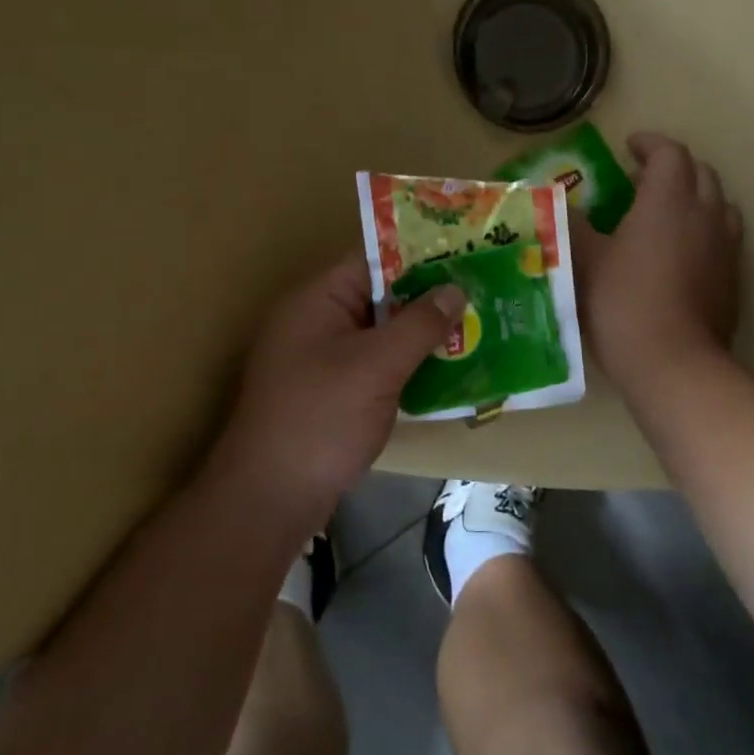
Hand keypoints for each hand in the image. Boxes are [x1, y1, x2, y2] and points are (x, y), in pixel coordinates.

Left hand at [212, 254, 466, 522]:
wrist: (271, 497)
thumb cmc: (322, 418)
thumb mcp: (377, 366)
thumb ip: (419, 324)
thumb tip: (455, 288)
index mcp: (318, 299)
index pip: (373, 260)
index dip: (420, 256)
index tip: (466, 257)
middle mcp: (317, 320)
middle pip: (379, 296)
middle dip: (428, 298)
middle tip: (481, 295)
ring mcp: (321, 359)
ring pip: (381, 334)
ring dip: (421, 335)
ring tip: (475, 329)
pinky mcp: (331, 392)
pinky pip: (375, 365)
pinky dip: (406, 365)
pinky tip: (446, 372)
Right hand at [573, 132, 741, 392]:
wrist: (673, 362)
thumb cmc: (622, 302)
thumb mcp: (584, 260)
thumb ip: (572, 225)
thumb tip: (559, 203)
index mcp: (668, 199)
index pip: (669, 152)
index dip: (649, 144)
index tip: (628, 146)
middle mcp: (705, 213)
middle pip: (700, 172)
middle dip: (672, 166)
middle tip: (641, 179)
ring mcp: (725, 247)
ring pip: (718, 203)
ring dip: (694, 196)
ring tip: (667, 212)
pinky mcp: (733, 278)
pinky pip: (724, 236)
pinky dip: (704, 228)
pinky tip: (682, 252)